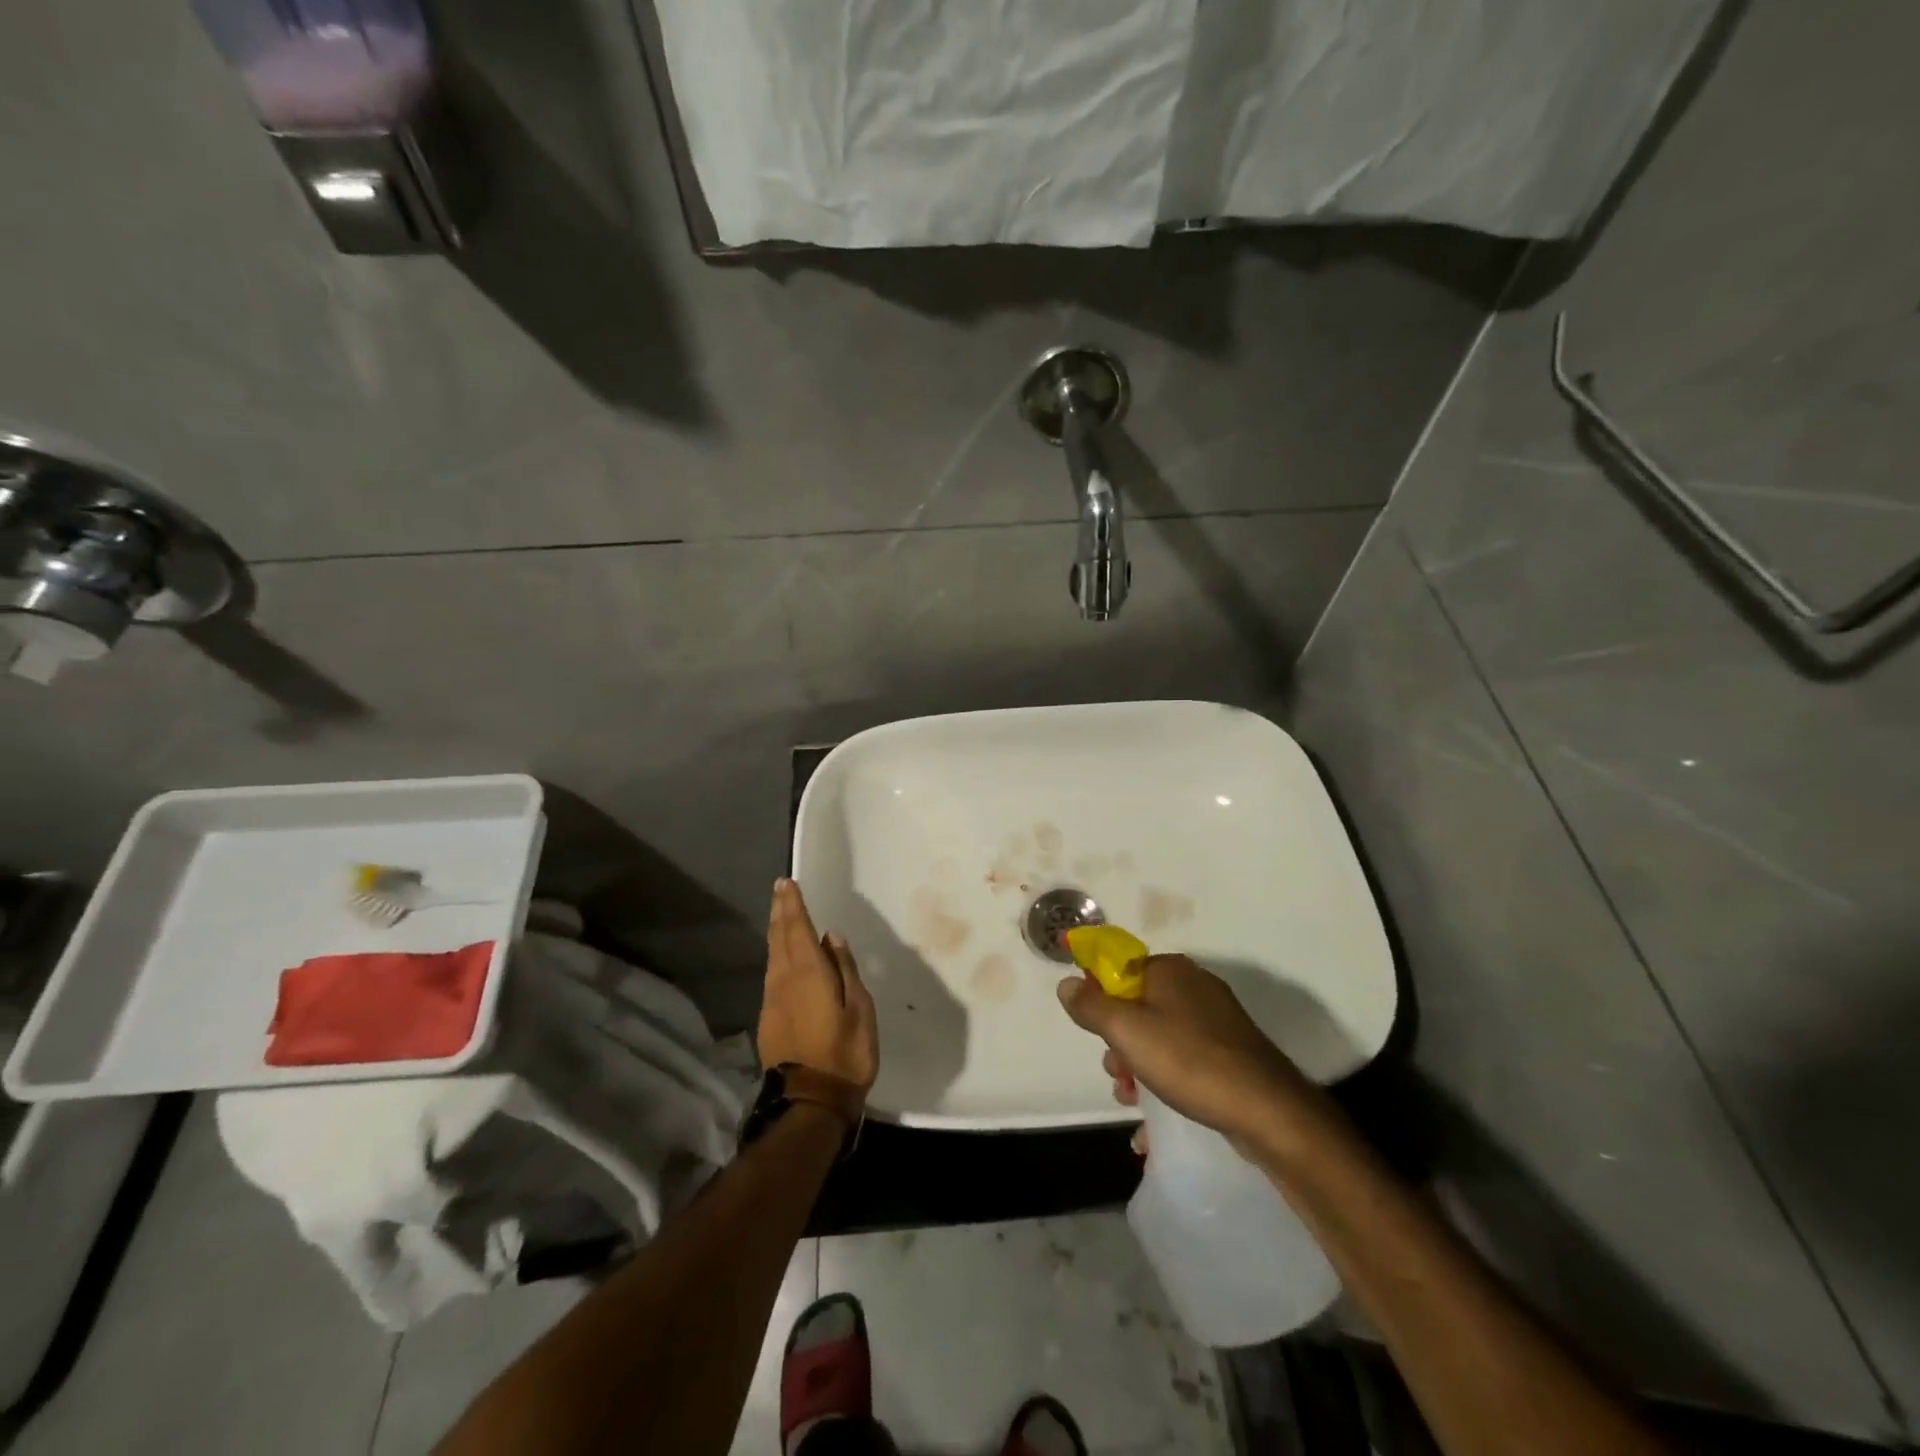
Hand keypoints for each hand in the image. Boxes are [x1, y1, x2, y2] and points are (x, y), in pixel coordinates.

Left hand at [758, 879, 878, 1094]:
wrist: (811, 1101)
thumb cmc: (845, 1052)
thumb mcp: (859, 1007)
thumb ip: (845, 969)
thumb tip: (832, 937)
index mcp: (809, 973)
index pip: (798, 929)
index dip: (792, 905)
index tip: (786, 884)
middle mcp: (784, 980)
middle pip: (779, 938)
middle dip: (780, 912)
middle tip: (779, 890)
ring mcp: (772, 1001)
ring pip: (772, 956)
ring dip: (775, 932)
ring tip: (779, 915)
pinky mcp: (768, 1019)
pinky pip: (772, 974)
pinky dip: (777, 955)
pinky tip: (781, 956)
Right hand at [1057, 954, 1324, 1152]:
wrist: (1269, 1111)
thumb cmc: (1190, 1061)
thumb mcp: (1127, 1031)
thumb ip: (1091, 1006)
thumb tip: (1066, 983)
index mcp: (1170, 970)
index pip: (1120, 968)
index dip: (1100, 997)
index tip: (1094, 1032)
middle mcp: (1194, 987)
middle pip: (1138, 1006)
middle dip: (1119, 1043)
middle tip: (1116, 1075)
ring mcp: (1216, 1022)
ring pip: (1160, 1038)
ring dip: (1138, 1068)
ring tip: (1131, 1102)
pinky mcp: (1231, 1055)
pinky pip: (1184, 1061)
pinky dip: (1165, 1084)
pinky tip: (1153, 1124)